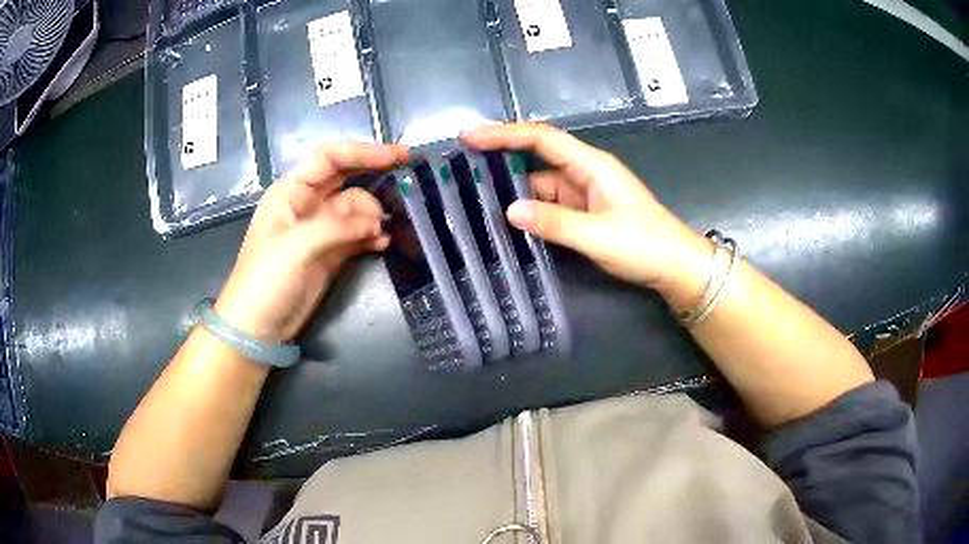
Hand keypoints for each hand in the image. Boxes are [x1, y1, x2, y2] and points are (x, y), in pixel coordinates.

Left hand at [214, 143, 408, 340]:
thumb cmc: (266, 280)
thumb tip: (378, 221)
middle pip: (347, 179)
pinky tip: (383, 243)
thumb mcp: (296, 246)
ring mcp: (321, 229)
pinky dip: (372, 235)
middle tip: (408, 178)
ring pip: (356, 208)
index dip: (363, 152)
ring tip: (382, 231)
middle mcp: (307, 204)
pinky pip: (358, 234)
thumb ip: (337, 226)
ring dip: (373, 215)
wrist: (259, 326)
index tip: (397, 156)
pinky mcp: (331, 252)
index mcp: (291, 191)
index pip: (329, 158)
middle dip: (375, 176)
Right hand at [461, 123, 711, 311]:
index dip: (505, 133)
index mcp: (591, 165)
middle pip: (537, 155)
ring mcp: (584, 192)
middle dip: (501, 154)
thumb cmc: (645, 246)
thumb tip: (509, 210)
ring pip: (540, 181)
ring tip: (474, 191)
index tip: (470, 136)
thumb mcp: (599, 236)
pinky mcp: (584, 212)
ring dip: (511, 185)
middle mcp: (584, 172)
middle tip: (462, 160)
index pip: (542, 139)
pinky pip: (549, 203)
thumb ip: (555, 222)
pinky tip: (506, 216)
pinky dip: (528, 208)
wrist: (676, 267)